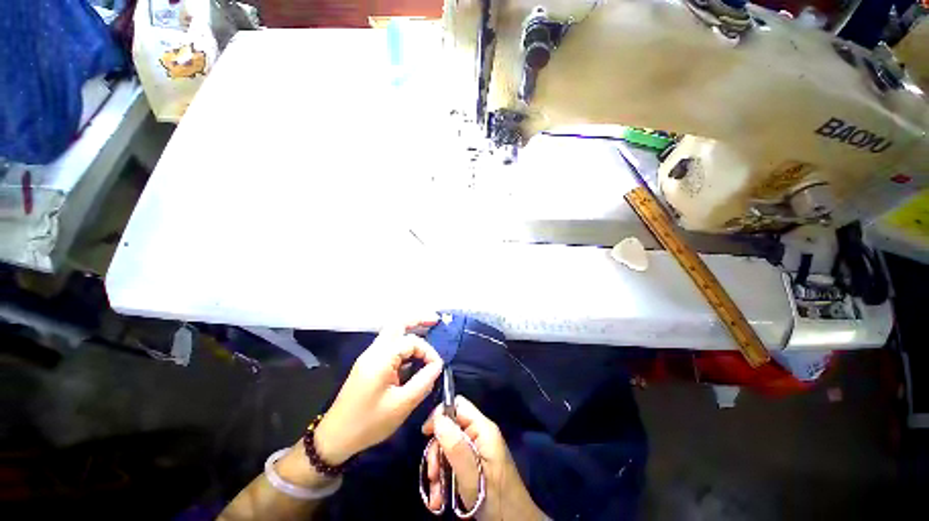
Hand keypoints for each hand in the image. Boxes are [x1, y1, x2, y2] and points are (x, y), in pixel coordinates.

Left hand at [314, 316, 442, 464]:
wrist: (334, 438)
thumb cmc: (368, 423)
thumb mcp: (402, 405)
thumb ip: (423, 382)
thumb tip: (437, 365)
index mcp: (381, 359)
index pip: (411, 342)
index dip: (428, 351)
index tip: (437, 368)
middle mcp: (374, 351)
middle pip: (397, 323)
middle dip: (417, 320)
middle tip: (435, 321)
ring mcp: (369, 356)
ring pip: (392, 333)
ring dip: (410, 330)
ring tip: (428, 332)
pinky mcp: (368, 364)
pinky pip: (389, 346)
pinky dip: (404, 345)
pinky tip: (413, 355)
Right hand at [422, 396, 545, 519]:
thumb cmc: (493, 498)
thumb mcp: (471, 474)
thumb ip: (455, 445)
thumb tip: (438, 418)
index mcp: (483, 428)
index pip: (458, 405)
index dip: (440, 414)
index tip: (426, 434)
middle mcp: (479, 434)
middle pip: (450, 428)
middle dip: (437, 451)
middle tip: (432, 475)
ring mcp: (477, 449)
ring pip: (448, 447)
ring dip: (438, 469)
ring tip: (436, 495)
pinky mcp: (474, 463)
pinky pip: (453, 461)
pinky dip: (444, 477)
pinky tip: (440, 497)